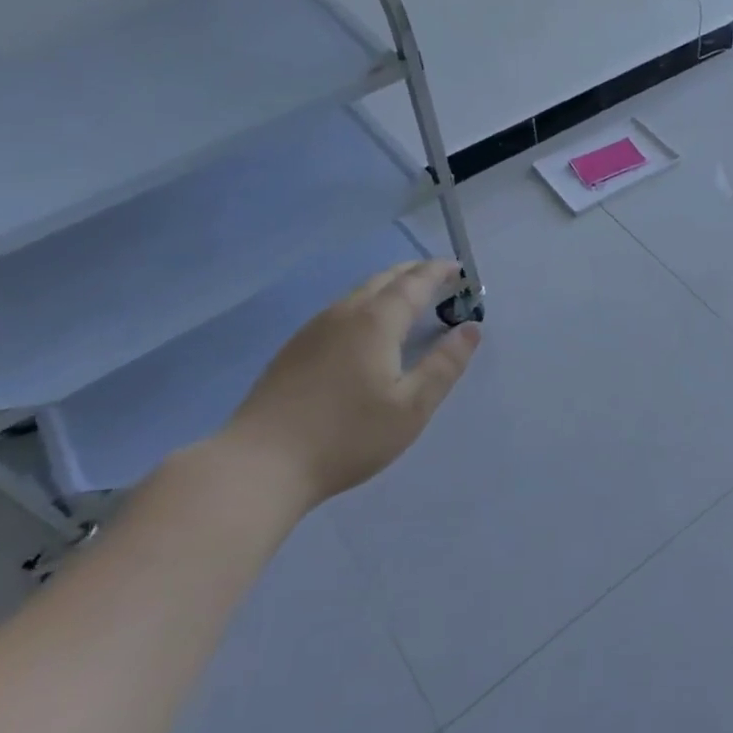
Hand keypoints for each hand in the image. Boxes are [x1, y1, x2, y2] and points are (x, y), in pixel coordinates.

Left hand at [220, 260, 480, 506]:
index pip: (415, 282)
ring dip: (389, 287)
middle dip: (415, 273)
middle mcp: (345, 313)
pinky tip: (366, 329)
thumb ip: (444, 365)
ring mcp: (314, 328)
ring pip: (359, 292)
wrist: (261, 463)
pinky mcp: (295, 348)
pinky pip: (341, 309)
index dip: (439, 272)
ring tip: (408, 299)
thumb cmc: (347, 436)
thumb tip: (471, 329)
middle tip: (440, 279)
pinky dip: (367, 304)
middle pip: (385, 279)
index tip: (460, 269)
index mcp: (376, 321)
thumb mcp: (411, 407)